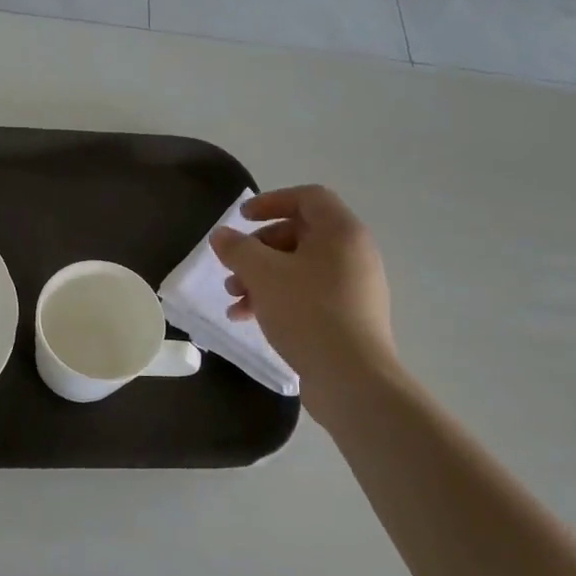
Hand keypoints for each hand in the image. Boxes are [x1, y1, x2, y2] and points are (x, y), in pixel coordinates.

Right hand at [210, 186, 396, 378]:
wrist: (352, 378)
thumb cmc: (308, 313)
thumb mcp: (263, 275)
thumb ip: (237, 249)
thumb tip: (222, 235)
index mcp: (342, 233)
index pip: (308, 197)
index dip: (272, 201)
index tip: (242, 219)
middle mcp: (353, 254)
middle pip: (300, 234)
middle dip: (259, 249)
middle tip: (233, 267)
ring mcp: (354, 287)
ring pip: (299, 267)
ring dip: (262, 277)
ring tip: (235, 298)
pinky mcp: (348, 316)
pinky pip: (308, 294)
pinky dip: (278, 297)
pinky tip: (249, 318)